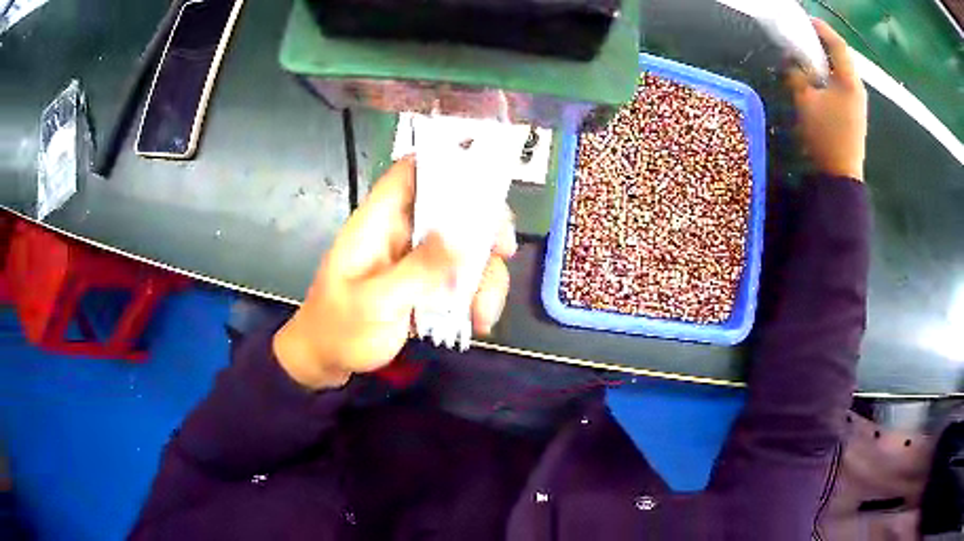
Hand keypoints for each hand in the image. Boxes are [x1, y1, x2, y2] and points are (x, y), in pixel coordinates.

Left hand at [273, 157, 516, 389]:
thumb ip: (418, 270)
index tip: (485, 181)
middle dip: (484, 228)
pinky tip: (480, 321)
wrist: (326, 361)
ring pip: (464, 247)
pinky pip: (462, 276)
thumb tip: (462, 238)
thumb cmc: (339, 329)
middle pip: (451, 207)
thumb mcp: (375, 303)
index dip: (446, 163)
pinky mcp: (426, 283)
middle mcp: (401, 232)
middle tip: (504, 253)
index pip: (410, 173)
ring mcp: (415, 258)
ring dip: (485, 276)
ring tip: (484, 315)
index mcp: (378, 222)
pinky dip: (478, 295)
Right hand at [787, 18, 867, 180]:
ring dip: (825, 60)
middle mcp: (857, 89)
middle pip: (841, 56)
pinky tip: (817, 78)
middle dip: (822, 43)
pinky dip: (829, 75)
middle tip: (804, 37)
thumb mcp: (805, 101)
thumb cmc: (825, 137)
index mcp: (849, 81)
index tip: (805, 20)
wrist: (840, 177)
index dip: (821, 28)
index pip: (837, 44)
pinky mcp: (854, 114)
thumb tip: (791, 61)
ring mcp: (858, 103)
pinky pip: (841, 85)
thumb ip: (796, 75)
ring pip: (841, 71)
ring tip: (807, 55)